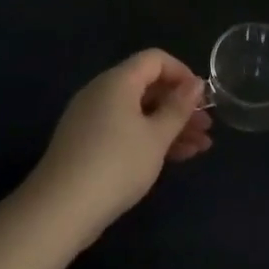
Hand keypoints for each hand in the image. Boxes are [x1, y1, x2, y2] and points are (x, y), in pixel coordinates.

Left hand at [25, 49, 211, 244]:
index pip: (155, 59)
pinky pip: (124, 129)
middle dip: (179, 105)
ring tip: (200, 147)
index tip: (202, 98)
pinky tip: (175, 158)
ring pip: (138, 112)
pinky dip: (149, 138)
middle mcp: (101, 92)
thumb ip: (178, 108)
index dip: (182, 73)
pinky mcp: (87, 142)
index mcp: (117, 81)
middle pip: (147, 86)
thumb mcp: (156, 137)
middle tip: (206, 127)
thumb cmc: (117, 164)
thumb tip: (195, 83)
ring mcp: (91, 118)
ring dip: (169, 126)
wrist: (61, 208)